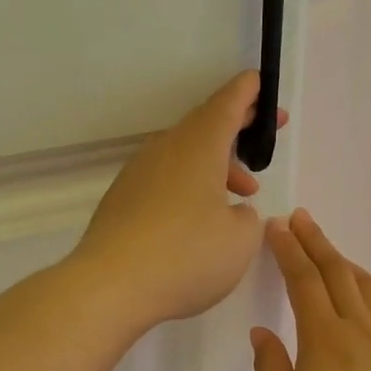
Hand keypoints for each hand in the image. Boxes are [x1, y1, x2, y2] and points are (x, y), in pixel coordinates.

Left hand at [71, 71, 283, 329]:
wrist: (109, 286)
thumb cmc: (185, 257)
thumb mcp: (239, 240)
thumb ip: (246, 218)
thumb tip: (232, 211)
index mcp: (197, 147)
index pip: (226, 104)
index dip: (248, 93)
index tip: (260, 84)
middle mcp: (164, 151)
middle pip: (203, 127)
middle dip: (236, 130)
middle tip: (262, 139)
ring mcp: (137, 175)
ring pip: (183, 157)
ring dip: (215, 167)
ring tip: (241, 196)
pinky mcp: (121, 201)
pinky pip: (164, 180)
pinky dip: (189, 187)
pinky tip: (198, 220)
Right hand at [251, 210, 370, 370]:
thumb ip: (269, 363)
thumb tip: (263, 331)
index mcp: (324, 337)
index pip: (304, 280)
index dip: (289, 249)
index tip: (278, 227)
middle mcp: (360, 328)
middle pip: (337, 271)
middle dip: (316, 241)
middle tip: (301, 219)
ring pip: (367, 286)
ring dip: (344, 262)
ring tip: (328, 253)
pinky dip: (368, 295)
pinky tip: (361, 302)